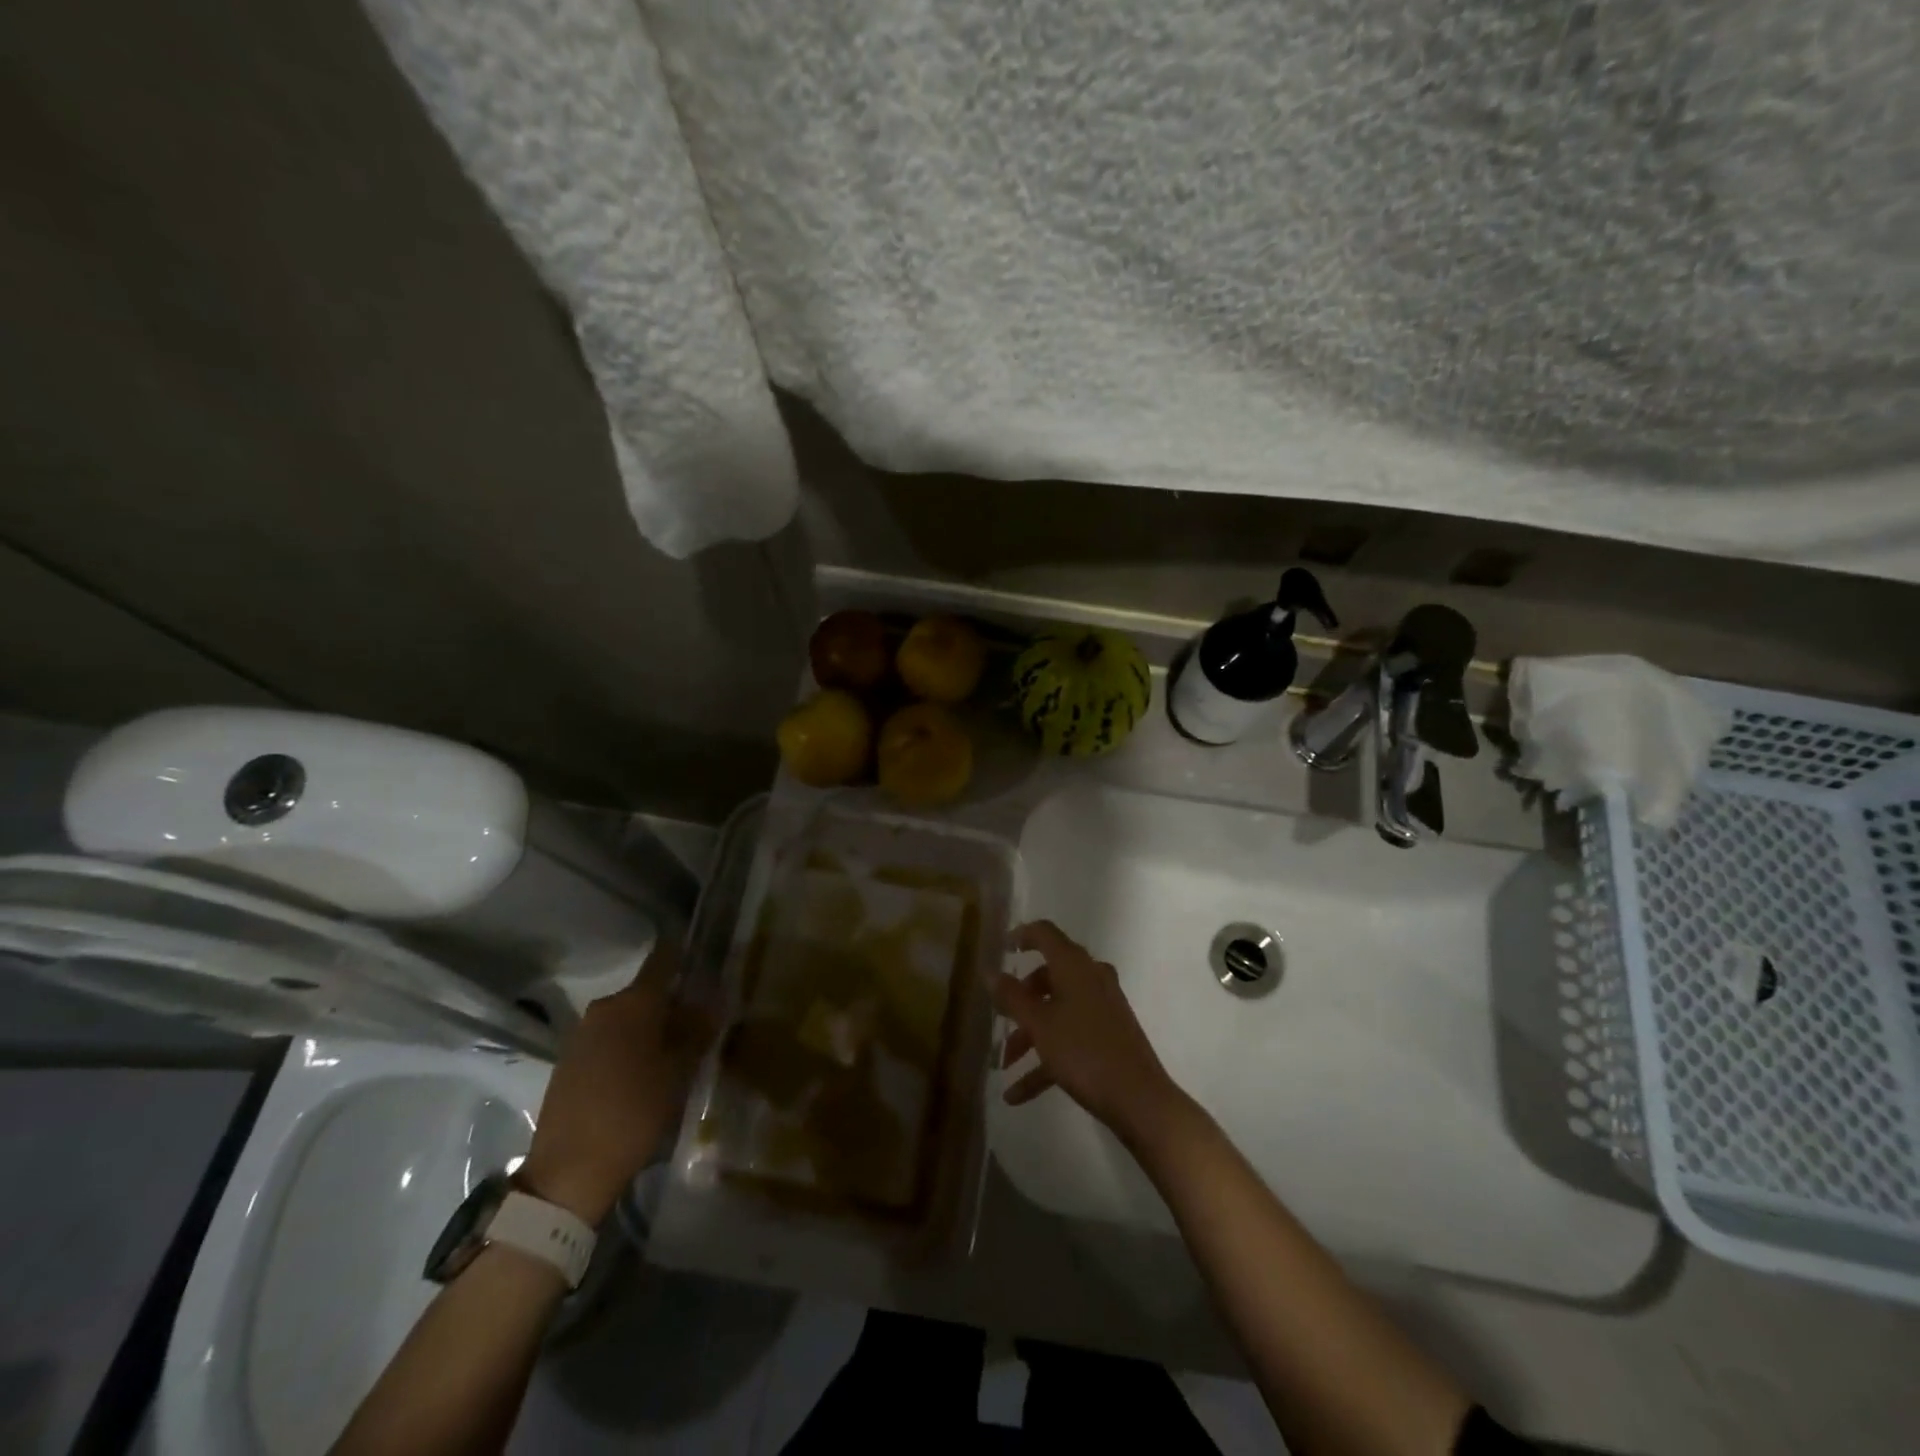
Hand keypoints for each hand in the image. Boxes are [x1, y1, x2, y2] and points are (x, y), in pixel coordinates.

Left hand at [518, 939, 714, 1225]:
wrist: (568, 1172)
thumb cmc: (633, 1113)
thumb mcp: (678, 1073)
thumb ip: (697, 1033)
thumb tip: (713, 1003)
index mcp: (633, 1003)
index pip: (663, 959)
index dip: (685, 953)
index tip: (707, 956)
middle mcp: (604, 1009)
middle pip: (648, 993)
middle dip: (676, 1002)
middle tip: (705, 1022)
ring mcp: (582, 1035)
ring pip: (629, 1017)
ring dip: (653, 1027)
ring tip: (680, 1050)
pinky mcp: (570, 1061)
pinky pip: (610, 1039)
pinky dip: (632, 1046)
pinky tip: (647, 1071)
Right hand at [989, 920, 1181, 1142]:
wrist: (1140, 1100)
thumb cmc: (1084, 1052)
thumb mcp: (1039, 1024)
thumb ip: (1011, 996)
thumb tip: (990, 971)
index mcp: (1075, 966)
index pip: (1044, 933)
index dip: (1021, 936)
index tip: (1000, 950)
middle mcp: (1091, 979)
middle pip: (1048, 977)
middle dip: (1019, 999)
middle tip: (998, 1018)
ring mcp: (1102, 1008)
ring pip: (1057, 1011)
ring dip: (1029, 1036)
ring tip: (1004, 1066)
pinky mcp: (1109, 1036)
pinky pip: (1070, 1038)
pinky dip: (1045, 1059)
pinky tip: (1017, 1094)